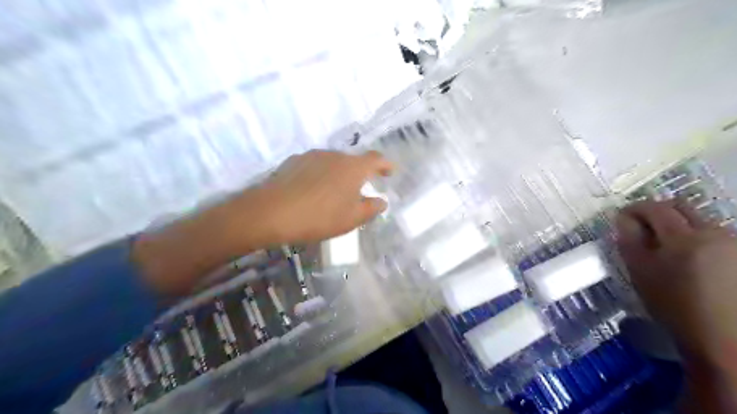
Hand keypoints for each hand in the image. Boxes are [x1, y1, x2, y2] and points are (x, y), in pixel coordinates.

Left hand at [245, 148, 394, 243]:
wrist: (273, 212)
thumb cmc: (320, 216)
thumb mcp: (352, 219)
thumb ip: (371, 208)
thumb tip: (382, 201)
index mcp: (353, 167)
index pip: (376, 159)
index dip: (385, 164)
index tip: (389, 171)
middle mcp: (334, 155)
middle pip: (352, 161)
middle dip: (358, 174)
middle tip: (357, 192)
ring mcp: (312, 155)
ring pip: (332, 163)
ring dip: (337, 174)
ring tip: (332, 194)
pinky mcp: (293, 161)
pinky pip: (314, 166)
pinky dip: (319, 175)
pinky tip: (311, 191)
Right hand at [615, 198, 736, 409]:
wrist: (724, 339)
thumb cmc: (674, 307)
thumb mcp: (641, 273)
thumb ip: (630, 241)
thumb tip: (622, 219)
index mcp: (684, 238)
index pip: (655, 208)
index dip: (634, 208)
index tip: (621, 217)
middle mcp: (714, 233)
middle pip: (682, 207)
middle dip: (658, 211)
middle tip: (641, 224)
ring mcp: (733, 243)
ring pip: (699, 220)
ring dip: (678, 225)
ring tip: (666, 245)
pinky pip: (714, 234)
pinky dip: (696, 237)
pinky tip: (690, 257)